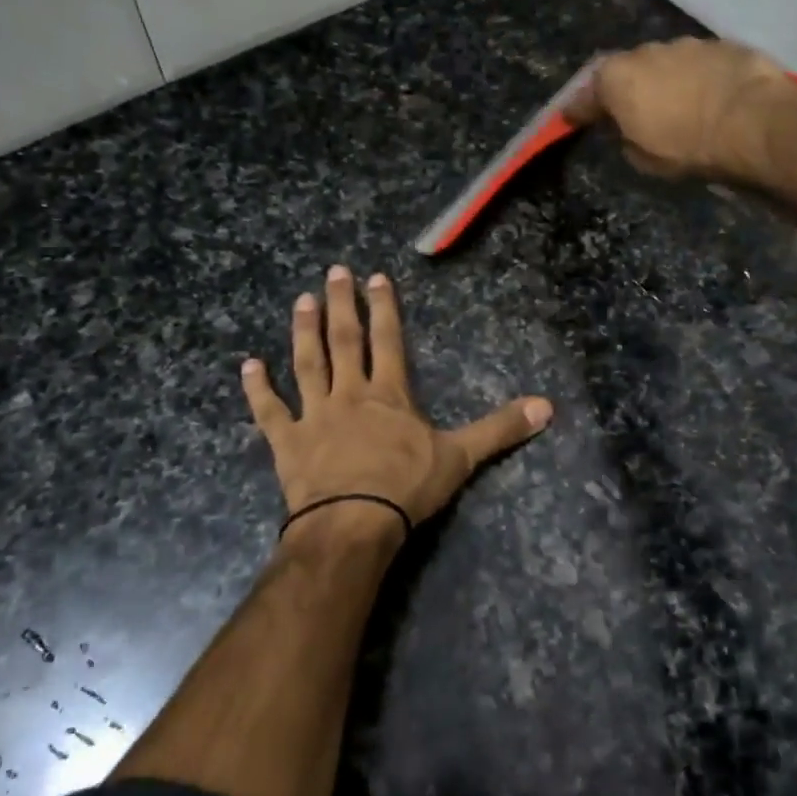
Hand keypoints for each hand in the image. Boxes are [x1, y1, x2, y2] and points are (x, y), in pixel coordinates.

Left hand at [241, 266, 552, 545]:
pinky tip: (248, 366)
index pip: (388, 340)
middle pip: (345, 341)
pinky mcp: (288, 442)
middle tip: (332, 271)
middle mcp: (350, 394)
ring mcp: (315, 415)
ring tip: (300, 301)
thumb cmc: (407, 487)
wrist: (354, 523)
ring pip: (308, 364)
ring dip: (303, 331)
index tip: (375, 277)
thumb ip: (500, 429)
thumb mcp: (461, 457)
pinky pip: (270, 411)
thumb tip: (548, 407)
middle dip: (340, 304)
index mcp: (389, 394)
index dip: (383, 307)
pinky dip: (258, 389)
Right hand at [563, 38, 796, 183]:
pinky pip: (700, 65)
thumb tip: (628, 129)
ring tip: (676, 106)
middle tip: (629, 112)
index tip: (570, 119)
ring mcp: (687, 44)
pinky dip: (697, 79)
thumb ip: (625, 138)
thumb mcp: (643, 159)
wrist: (756, 124)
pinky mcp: (724, 45)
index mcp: (617, 78)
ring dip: (665, 82)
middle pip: (626, 71)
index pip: (586, 95)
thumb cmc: (688, 148)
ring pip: (665, 63)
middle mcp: (647, 51)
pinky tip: (709, 99)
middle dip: (624, 90)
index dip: (578, 110)